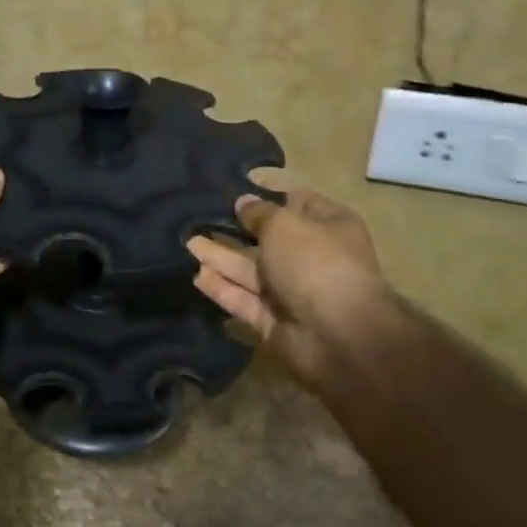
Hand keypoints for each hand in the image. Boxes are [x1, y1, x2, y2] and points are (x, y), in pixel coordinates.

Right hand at [187, 189, 390, 389]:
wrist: (338, 336)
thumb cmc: (316, 263)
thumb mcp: (285, 224)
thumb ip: (259, 213)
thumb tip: (243, 203)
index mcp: (328, 226)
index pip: (295, 202)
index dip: (265, 196)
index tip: (231, 189)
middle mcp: (311, 256)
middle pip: (267, 238)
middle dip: (236, 229)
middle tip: (199, 217)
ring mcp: (291, 291)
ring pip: (250, 269)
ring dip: (220, 257)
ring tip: (188, 242)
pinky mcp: (272, 319)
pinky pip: (243, 298)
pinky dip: (222, 287)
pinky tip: (196, 275)